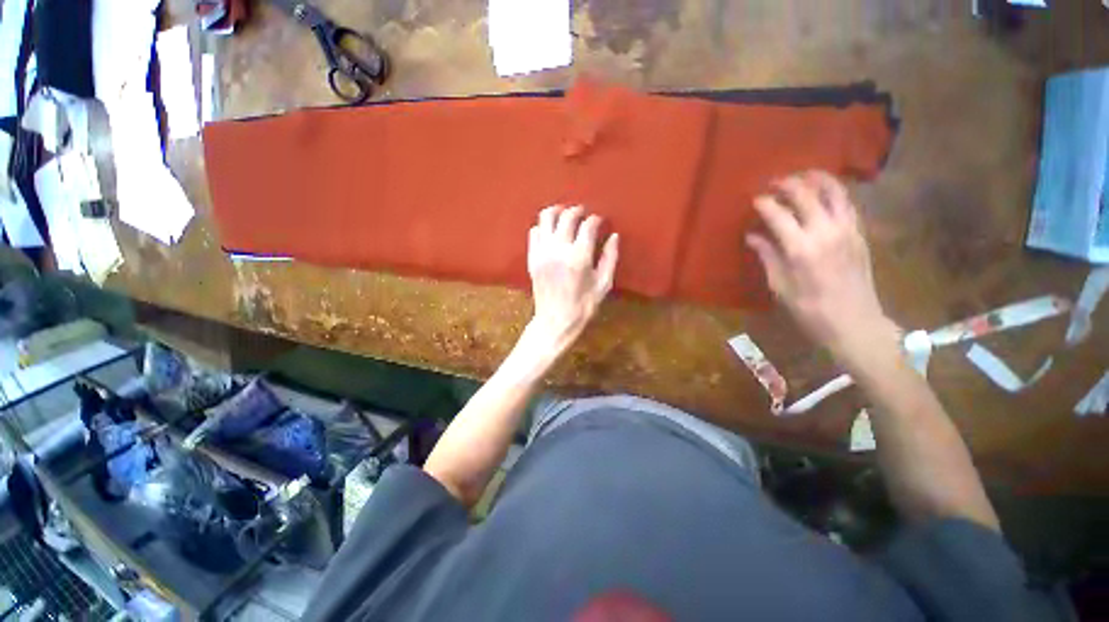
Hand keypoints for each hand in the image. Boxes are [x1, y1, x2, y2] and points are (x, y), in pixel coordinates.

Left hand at [525, 205, 618, 352]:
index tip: (599, 221)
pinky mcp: (532, 258)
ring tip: (565, 215)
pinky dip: (543, 227)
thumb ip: (610, 258)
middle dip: (577, 211)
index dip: (595, 220)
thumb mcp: (603, 284)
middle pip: (566, 216)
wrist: (555, 321)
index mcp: (579, 257)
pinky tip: (552, 232)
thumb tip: (614, 236)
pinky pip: (534, 232)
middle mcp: (558, 250)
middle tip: (583, 213)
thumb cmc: (583, 306)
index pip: (587, 225)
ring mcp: (542, 253)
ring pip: (546, 218)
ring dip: (557, 212)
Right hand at [747, 171, 897, 362]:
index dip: (764, 203)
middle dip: (787, 184)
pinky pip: (846, 203)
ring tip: (801, 177)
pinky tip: (822, 193)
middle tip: (773, 183)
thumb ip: (767, 256)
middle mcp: (826, 232)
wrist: (855, 323)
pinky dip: (833, 191)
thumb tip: (753, 236)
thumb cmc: (810, 310)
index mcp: (801, 249)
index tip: (754, 200)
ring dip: (815, 179)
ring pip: (834, 190)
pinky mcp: (860, 233)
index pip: (779, 214)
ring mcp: (847, 229)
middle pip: (806, 194)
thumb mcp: (780, 286)